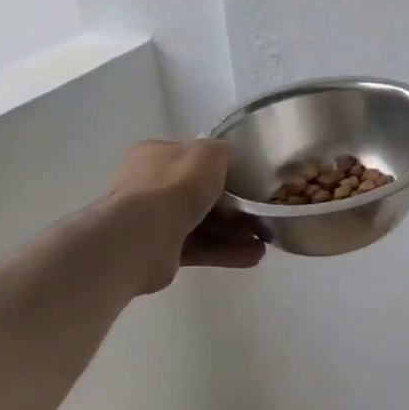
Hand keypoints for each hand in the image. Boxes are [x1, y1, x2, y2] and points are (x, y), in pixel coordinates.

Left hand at [112, 140, 266, 293]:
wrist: (143, 235)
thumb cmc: (176, 185)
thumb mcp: (211, 153)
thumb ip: (223, 153)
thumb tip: (228, 160)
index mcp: (157, 156)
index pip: (193, 158)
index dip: (222, 168)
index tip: (248, 179)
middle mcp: (151, 186)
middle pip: (200, 194)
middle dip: (234, 206)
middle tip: (261, 213)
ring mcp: (153, 220)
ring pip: (203, 223)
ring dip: (235, 232)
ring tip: (266, 240)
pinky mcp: (160, 251)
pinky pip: (199, 248)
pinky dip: (225, 252)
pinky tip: (253, 257)